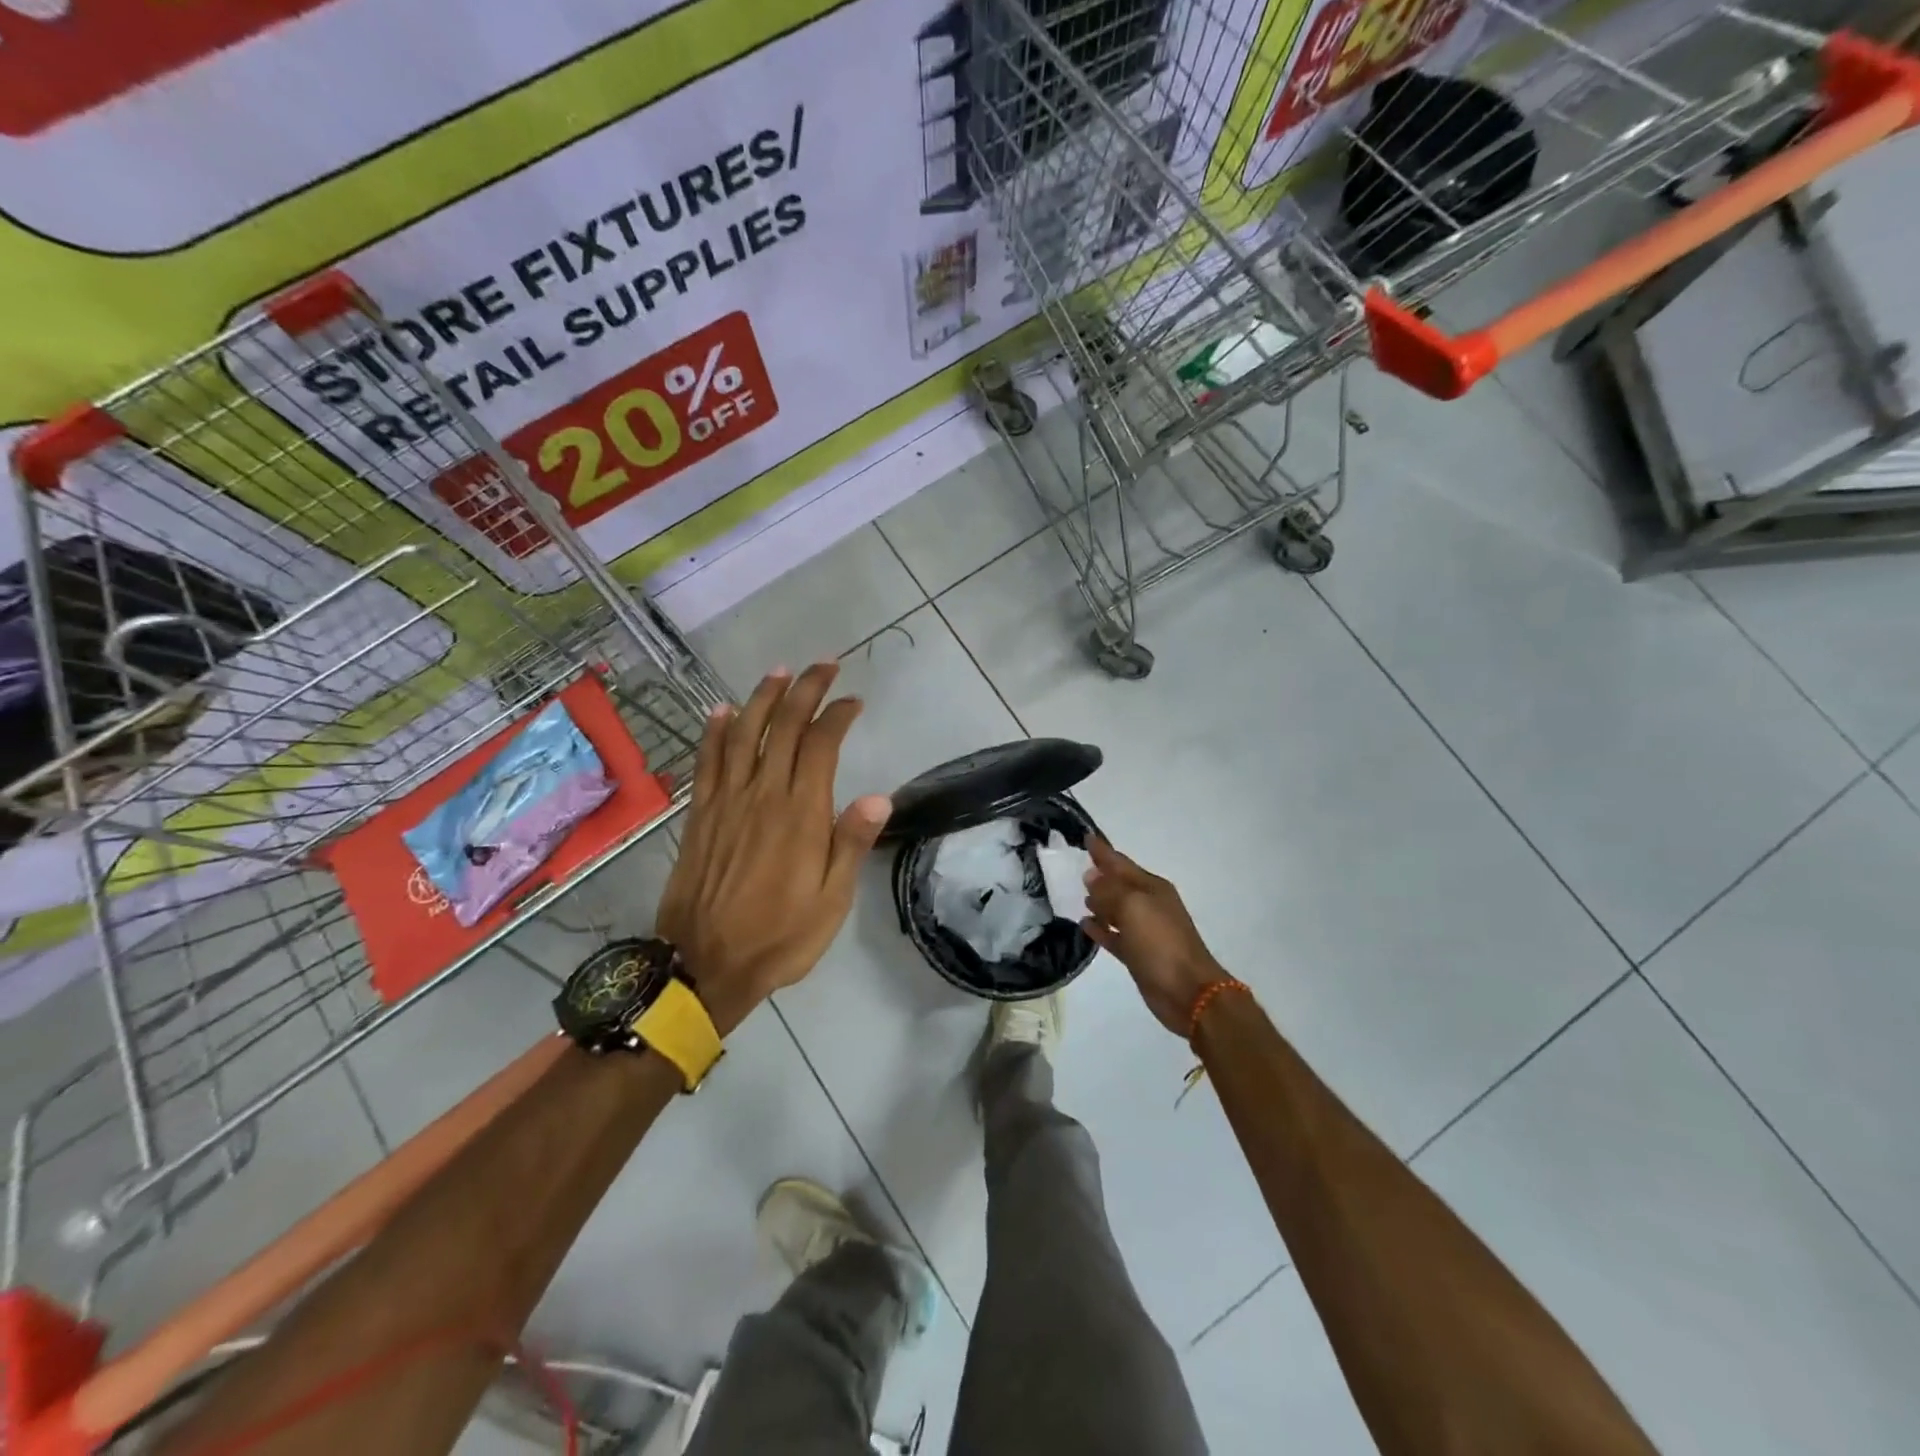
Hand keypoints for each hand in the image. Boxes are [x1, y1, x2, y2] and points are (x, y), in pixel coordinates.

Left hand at [656, 664, 890, 1033]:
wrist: (705, 964)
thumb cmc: (780, 936)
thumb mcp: (831, 902)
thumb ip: (850, 845)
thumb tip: (879, 797)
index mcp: (800, 814)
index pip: (821, 745)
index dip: (837, 715)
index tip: (853, 701)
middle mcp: (762, 795)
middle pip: (784, 727)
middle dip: (805, 690)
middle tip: (824, 665)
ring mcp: (726, 801)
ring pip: (744, 734)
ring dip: (762, 698)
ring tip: (780, 672)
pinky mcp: (701, 814)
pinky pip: (707, 761)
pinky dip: (715, 732)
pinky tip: (721, 710)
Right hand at [1082, 837, 1227, 1036]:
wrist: (1188, 991)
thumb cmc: (1161, 942)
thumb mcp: (1133, 907)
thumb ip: (1109, 889)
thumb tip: (1091, 876)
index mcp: (1151, 888)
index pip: (1121, 863)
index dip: (1103, 851)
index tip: (1085, 836)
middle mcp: (1148, 905)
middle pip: (1118, 884)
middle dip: (1099, 875)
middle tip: (1077, 865)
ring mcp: (1144, 931)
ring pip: (1115, 909)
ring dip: (1098, 901)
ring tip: (1078, 894)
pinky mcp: (1137, 954)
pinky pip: (1114, 935)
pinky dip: (1100, 929)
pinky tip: (1084, 924)